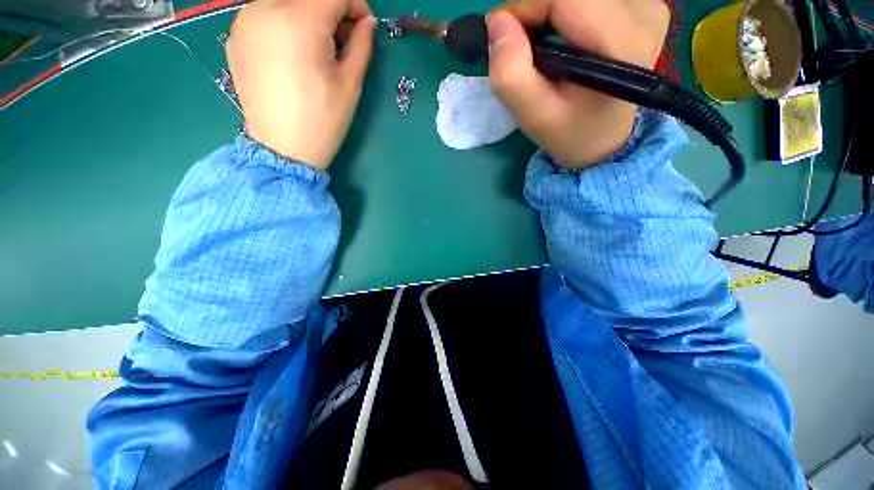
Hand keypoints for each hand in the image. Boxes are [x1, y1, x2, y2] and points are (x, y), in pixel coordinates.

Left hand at [226, 0, 376, 170]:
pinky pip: (266, 15)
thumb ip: (361, 46)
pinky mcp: (235, 36)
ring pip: (286, 3)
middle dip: (332, 13)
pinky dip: (285, 25)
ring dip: (308, 17)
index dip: (355, 6)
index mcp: (299, 21)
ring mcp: (244, 21)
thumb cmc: (322, 120)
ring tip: (318, 50)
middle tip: (342, 42)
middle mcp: (265, 8)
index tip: (364, 27)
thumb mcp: (350, 85)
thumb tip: (367, 23)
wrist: (282, 148)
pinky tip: (293, 54)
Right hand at [486, 0, 668, 168]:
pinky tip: (562, 32)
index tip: (503, 36)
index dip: (525, 8)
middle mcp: (645, 14)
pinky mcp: (642, 5)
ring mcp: (648, 6)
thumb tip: (497, 23)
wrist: (602, 137)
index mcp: (622, 44)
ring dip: (549, 8)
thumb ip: (512, 76)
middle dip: (536, 8)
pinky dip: (565, 8)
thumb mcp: (534, 117)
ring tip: (541, 42)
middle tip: (520, 43)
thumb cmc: (568, 131)